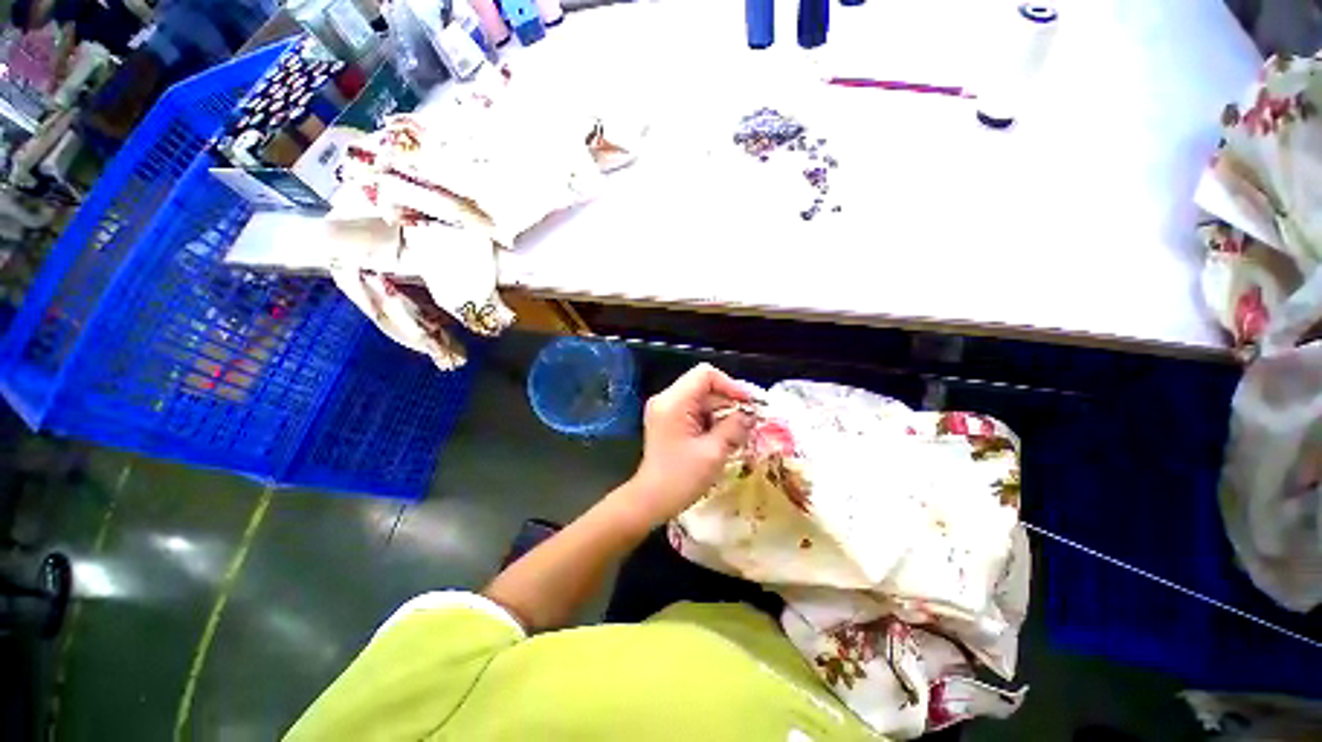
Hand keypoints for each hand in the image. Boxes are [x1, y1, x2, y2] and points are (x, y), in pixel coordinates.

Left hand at [621, 363, 754, 528]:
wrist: (650, 500)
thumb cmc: (681, 478)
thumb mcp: (713, 452)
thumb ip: (734, 426)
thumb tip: (750, 413)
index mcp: (674, 402)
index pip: (705, 374)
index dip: (730, 385)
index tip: (748, 403)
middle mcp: (667, 399)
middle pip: (703, 385)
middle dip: (728, 400)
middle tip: (750, 419)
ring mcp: (665, 409)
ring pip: (701, 398)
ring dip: (721, 411)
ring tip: (740, 430)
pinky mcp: (668, 419)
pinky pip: (694, 410)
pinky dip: (711, 419)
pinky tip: (723, 435)